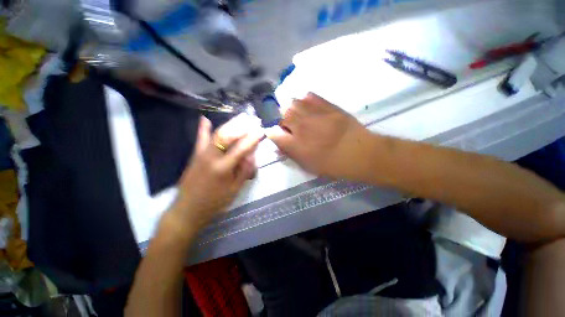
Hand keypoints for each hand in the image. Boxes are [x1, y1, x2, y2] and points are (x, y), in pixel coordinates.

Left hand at [172, 115, 262, 230]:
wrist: (188, 210)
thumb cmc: (215, 203)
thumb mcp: (234, 190)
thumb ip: (244, 171)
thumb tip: (251, 155)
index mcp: (223, 168)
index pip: (241, 148)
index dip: (252, 139)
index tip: (261, 131)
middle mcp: (212, 157)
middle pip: (228, 136)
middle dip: (242, 126)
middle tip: (252, 120)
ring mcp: (201, 154)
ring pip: (217, 134)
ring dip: (230, 124)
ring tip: (241, 117)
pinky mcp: (195, 155)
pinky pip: (200, 139)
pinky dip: (203, 129)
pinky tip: (205, 118)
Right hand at [266, 93, 368, 178]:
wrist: (360, 153)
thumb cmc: (333, 164)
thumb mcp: (309, 166)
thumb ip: (291, 154)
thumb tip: (279, 146)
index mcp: (296, 145)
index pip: (273, 133)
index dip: (271, 132)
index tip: (275, 134)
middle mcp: (302, 127)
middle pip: (281, 114)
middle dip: (281, 120)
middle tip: (289, 126)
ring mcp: (315, 114)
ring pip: (293, 102)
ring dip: (291, 109)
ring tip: (299, 115)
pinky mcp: (328, 105)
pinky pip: (309, 96)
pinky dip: (305, 100)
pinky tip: (309, 107)